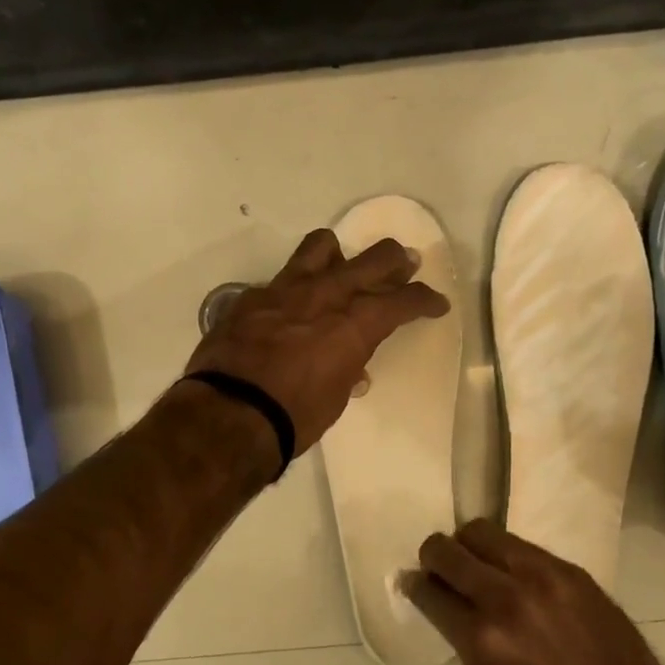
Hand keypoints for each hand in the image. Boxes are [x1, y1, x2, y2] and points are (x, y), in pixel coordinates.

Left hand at [186, 229, 449, 455]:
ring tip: (341, 266)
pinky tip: (288, 309)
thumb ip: (346, 368)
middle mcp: (325, 295)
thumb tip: (351, 366)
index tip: (436, 303)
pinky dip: (293, 291)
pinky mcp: (252, 297)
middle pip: (373, 258)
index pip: (403, 300)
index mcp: (354, 323)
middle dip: (396, 260)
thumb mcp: (335, 397)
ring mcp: (285, 290)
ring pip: (321, 247)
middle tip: (405, 263)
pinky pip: (280, 280)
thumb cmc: (293, 416)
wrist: (229, 413)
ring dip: (338, 254)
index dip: (425, 300)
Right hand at [406, 520, 664, 664]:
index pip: (430, 591)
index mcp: (482, 638)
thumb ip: (462, 641)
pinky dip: (506, 557)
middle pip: (447, 549)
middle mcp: (506, 597)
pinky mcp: (570, 570)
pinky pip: (522, 546)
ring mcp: (542, 576)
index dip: (415, 586)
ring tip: (477, 566)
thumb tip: (443, 606)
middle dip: (433, 557)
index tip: (413, 584)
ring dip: (468, 547)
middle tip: (439, 570)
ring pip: (482, 532)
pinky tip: (516, 579)